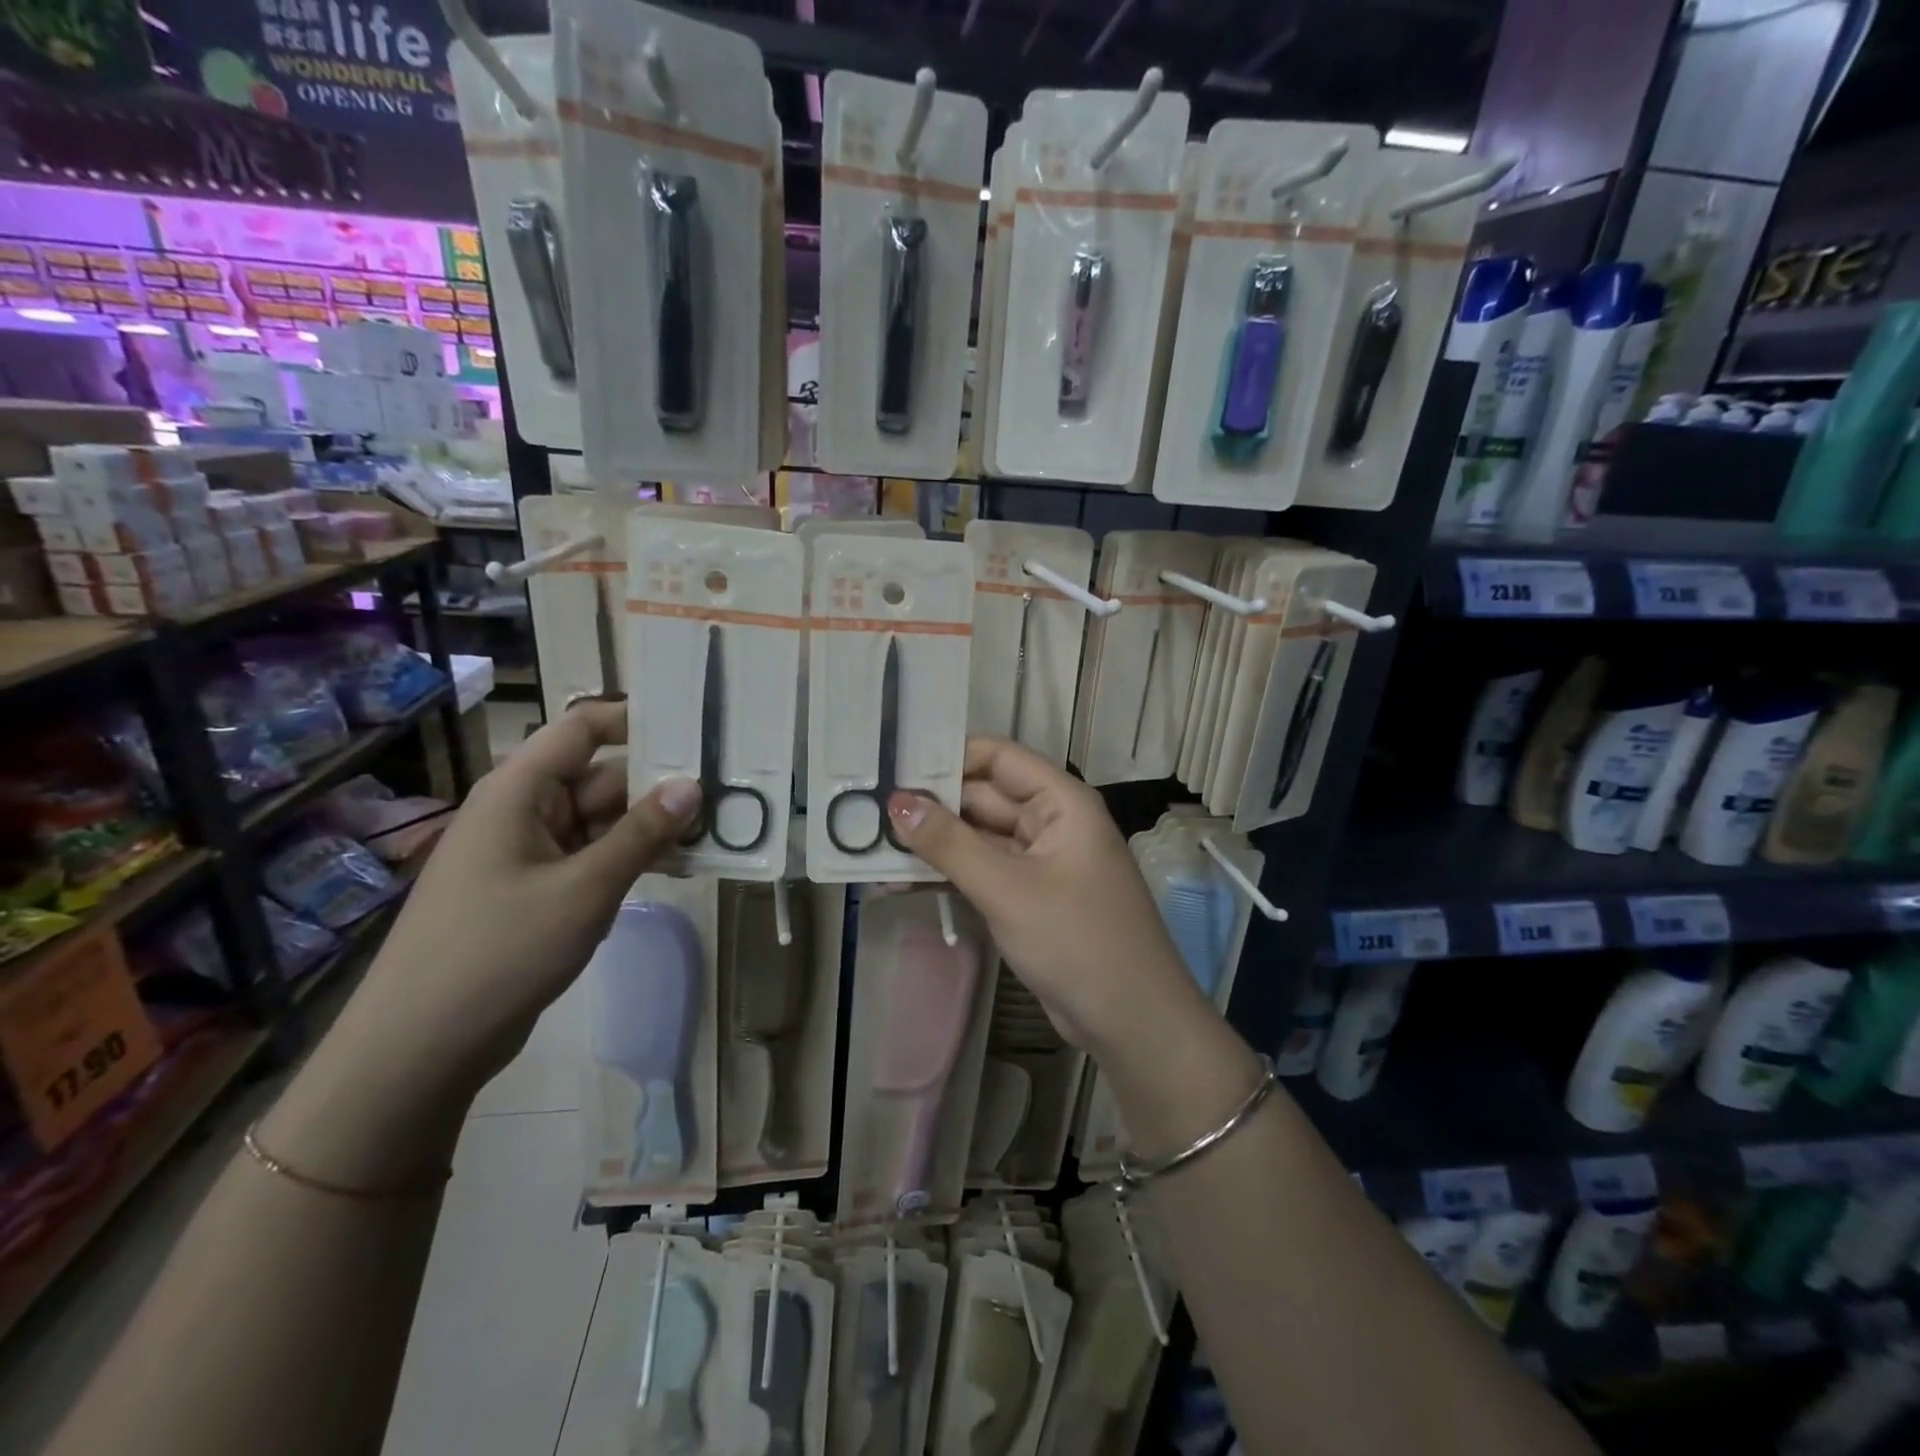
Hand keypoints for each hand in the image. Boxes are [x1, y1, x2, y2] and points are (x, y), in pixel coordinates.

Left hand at [350, 700, 700, 1097]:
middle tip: (726, 791)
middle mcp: (523, 810)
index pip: (583, 728)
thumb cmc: (499, 951)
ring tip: (716, 830)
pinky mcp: (536, 889)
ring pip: (602, 820)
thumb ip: (642, 833)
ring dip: (651, 826)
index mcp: (519, 790)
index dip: (636, 720)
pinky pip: (592, 856)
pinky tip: (678, 868)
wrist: (421, 1046)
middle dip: (659, 784)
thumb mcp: (584, 888)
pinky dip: (631, 858)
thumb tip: (692, 784)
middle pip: (601, 776)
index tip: (696, 727)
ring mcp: (529, 852)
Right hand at [885, 737, 1209, 1054]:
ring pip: (977, 837)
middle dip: (930, 805)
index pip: (997, 757)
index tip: (892, 768)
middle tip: (865, 812)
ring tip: (871, 847)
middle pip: (982, 797)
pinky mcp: (1028, 896)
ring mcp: (1039, 861)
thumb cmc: (1078, 941)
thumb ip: (950, 843)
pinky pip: (982, 870)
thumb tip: (896, 801)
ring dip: (933, 843)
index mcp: (1060, 801)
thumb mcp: (1008, 889)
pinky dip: (948, 873)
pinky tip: (902, 880)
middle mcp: (1050, 821)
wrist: (1132, 1021)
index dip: (947, 757)